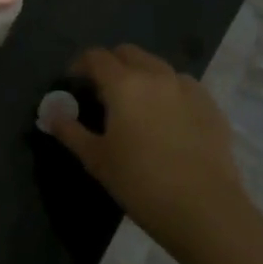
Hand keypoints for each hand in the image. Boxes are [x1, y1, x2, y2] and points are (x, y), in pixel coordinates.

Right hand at [45, 44, 250, 249]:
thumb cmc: (140, 183)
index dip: (81, 64)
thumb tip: (51, 115)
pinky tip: (168, 120)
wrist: (204, 210)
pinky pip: (183, 86)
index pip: (96, 57)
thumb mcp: (97, 159)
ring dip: (142, 75)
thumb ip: (70, 132)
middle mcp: (156, 75)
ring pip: (158, 67)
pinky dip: (169, 92)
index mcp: (124, 84)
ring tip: (137, 105)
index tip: (74, 82)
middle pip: (128, 53)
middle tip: (103, 92)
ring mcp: (188, 88)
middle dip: (112, 64)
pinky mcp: (211, 106)